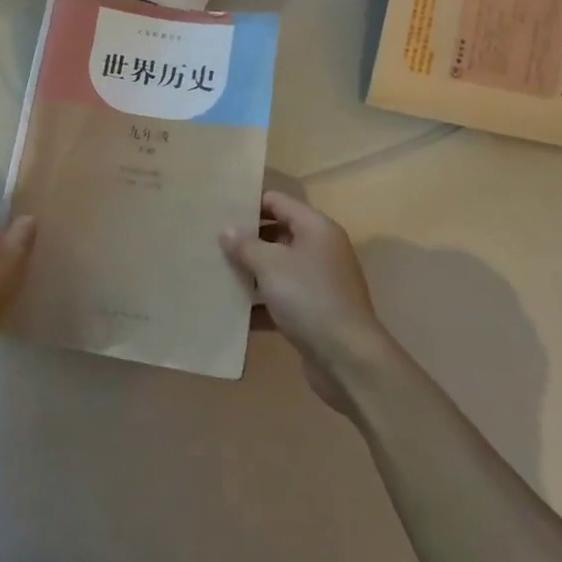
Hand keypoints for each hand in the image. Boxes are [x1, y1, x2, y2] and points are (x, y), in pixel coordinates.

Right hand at [222, 192, 391, 411]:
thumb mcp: (271, 265)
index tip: (218, 211)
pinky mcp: (315, 312)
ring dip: (251, 272)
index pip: (277, 201)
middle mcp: (321, 249)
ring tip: (217, 272)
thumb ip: (245, 244)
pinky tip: (233, 311)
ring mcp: (319, 282)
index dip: (249, 204)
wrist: (349, 360)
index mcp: (316, 228)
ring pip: (278, 268)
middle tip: (212, 243)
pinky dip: (261, 303)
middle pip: (277, 233)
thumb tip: (226, 229)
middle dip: (247, 239)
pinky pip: (282, 298)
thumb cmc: (309, 298)